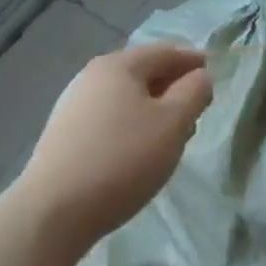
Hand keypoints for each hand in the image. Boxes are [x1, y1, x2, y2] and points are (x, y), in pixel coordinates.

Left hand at [19, 43, 212, 244]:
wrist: (51, 214)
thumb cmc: (122, 160)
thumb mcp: (173, 123)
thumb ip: (194, 92)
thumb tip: (200, 77)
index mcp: (119, 65)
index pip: (167, 51)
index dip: (194, 61)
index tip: (214, 78)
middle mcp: (92, 77)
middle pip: (144, 72)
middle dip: (174, 87)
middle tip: (196, 111)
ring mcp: (73, 106)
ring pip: (126, 98)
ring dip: (154, 109)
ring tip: (171, 136)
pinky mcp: (64, 136)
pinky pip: (109, 118)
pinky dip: (132, 125)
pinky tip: (139, 151)